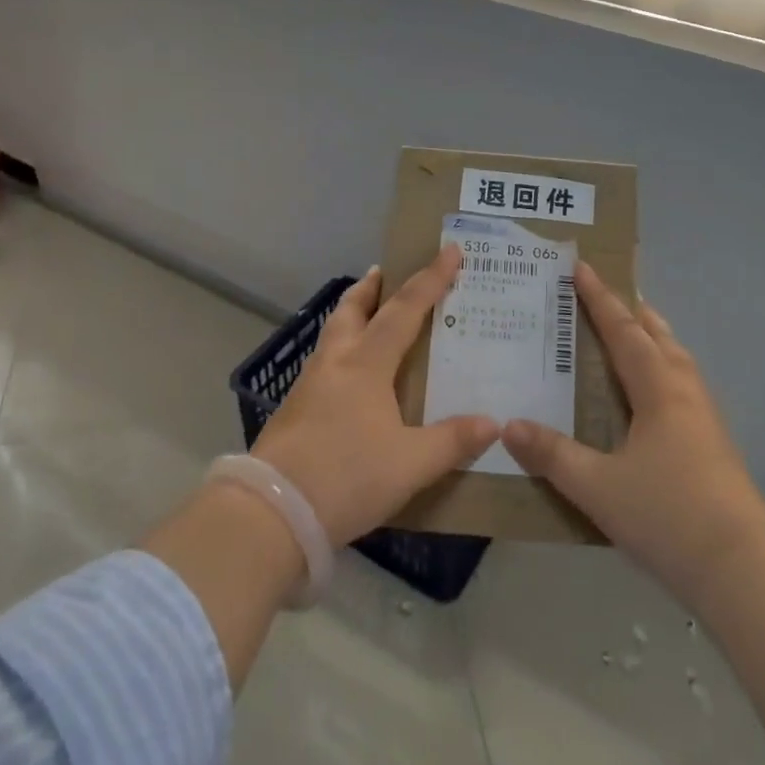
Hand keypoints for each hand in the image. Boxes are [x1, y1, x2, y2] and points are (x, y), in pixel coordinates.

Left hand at [252, 245, 499, 545]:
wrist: (271, 513)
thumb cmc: (346, 477)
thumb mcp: (410, 464)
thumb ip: (452, 441)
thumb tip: (493, 423)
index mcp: (367, 364)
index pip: (405, 310)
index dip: (431, 279)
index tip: (450, 250)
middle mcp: (335, 362)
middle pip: (351, 310)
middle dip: (371, 288)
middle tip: (383, 272)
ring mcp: (308, 385)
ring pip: (332, 334)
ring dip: (351, 315)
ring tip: (367, 316)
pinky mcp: (292, 410)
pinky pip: (323, 363)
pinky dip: (340, 350)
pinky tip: (347, 376)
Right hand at [503, 263, 764, 602]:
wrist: (743, 568)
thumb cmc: (667, 516)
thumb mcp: (597, 487)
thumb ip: (552, 455)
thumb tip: (509, 425)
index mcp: (658, 389)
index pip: (622, 331)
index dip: (600, 299)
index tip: (582, 267)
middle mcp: (684, 391)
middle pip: (658, 336)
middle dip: (631, 311)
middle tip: (607, 294)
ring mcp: (705, 417)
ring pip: (676, 359)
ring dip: (652, 338)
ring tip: (632, 333)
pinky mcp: (714, 443)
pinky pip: (682, 384)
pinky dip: (662, 367)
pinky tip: (652, 395)